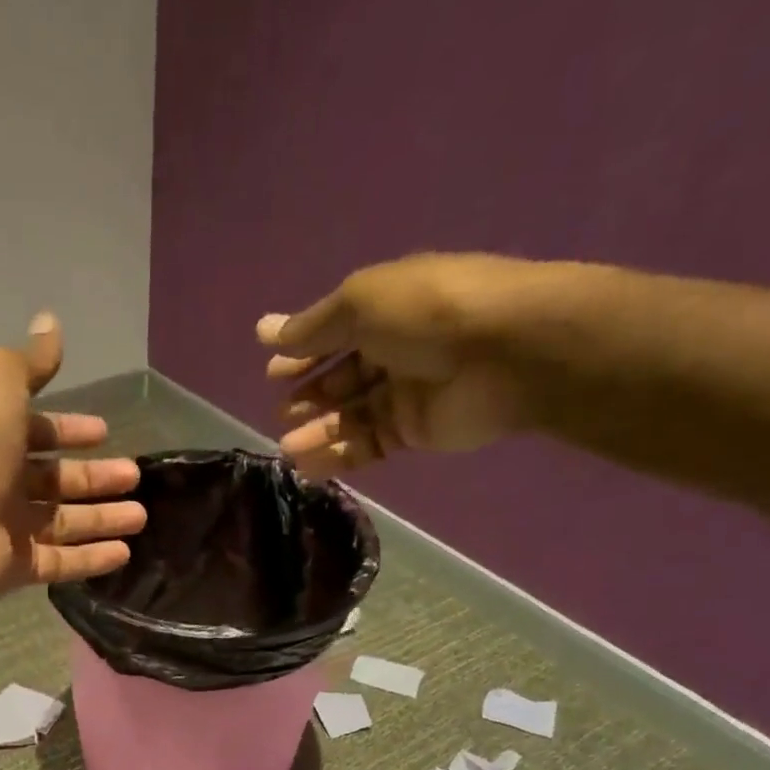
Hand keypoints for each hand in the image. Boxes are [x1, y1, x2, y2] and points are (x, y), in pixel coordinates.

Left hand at [0, 313, 145, 601]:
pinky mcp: (19, 568)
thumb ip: (30, 361)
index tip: (103, 432)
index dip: (69, 429)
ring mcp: (9, 528)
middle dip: (96, 477)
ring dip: (103, 519)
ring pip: (65, 523)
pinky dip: (93, 559)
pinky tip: (124, 553)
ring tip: (141, 517)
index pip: (38, 432)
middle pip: (57, 480)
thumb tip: (50, 322)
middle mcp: (1, 482)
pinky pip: (62, 563)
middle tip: (133, 476)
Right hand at [257, 253, 538, 476]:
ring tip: (287, 448)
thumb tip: (264, 332)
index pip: (334, 334)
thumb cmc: (427, 313)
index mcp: (386, 309)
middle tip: (281, 414)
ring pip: (350, 417)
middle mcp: (394, 350)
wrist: (506, 353)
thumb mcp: (361, 303)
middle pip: (340, 378)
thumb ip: (312, 327)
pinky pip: (367, 445)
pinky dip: (338, 455)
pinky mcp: (413, 432)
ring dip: (317, 431)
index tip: (273, 374)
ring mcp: (404, 394)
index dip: (303, 354)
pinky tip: (309, 465)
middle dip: (308, 397)